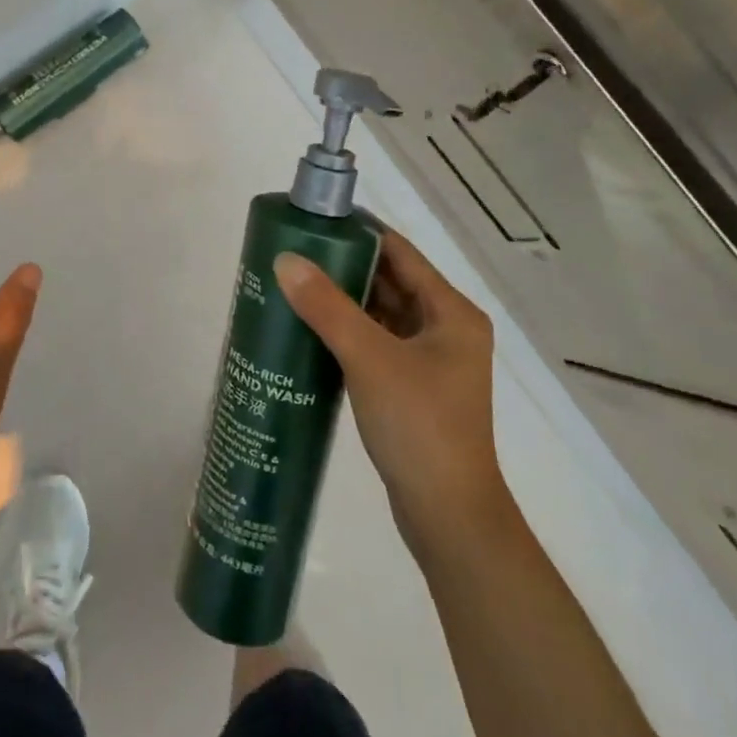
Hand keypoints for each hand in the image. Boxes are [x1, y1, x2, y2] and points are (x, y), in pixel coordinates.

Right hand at [273, 231, 504, 561]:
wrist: (448, 515)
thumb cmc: (419, 425)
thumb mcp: (369, 358)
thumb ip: (327, 307)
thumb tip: (285, 260)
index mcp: (451, 312)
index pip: (399, 253)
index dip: (358, 232)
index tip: (313, 221)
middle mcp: (446, 328)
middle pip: (389, 281)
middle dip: (343, 266)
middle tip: (293, 253)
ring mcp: (430, 361)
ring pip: (380, 314)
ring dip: (342, 300)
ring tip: (293, 285)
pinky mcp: (413, 387)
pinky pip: (376, 343)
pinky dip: (346, 332)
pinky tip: (309, 330)